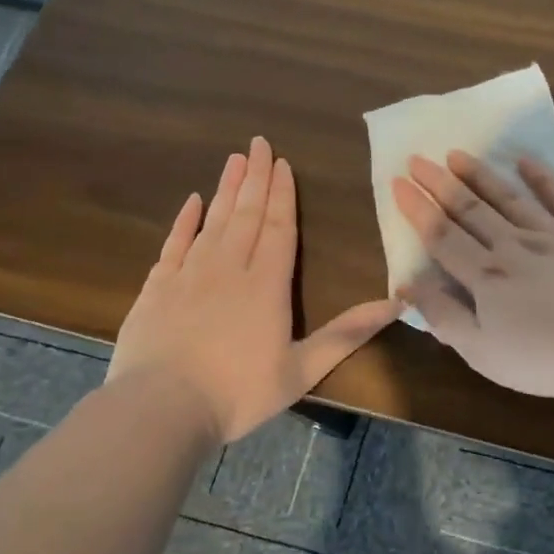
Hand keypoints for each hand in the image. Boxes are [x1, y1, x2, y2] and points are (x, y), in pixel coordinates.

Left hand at [108, 136, 398, 441]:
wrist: (159, 410)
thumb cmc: (237, 393)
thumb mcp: (302, 369)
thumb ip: (347, 334)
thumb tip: (396, 304)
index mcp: (267, 285)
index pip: (279, 227)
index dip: (283, 194)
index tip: (282, 162)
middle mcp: (229, 268)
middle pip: (247, 214)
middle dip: (256, 178)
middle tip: (259, 143)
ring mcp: (189, 274)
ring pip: (213, 221)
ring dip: (226, 189)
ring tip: (234, 159)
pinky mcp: (157, 288)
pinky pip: (174, 243)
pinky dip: (184, 220)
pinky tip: (191, 201)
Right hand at [390, 151, 553, 397]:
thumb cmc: (548, 358)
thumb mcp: (483, 352)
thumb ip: (444, 316)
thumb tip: (408, 285)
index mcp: (486, 276)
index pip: (442, 235)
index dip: (418, 209)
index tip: (399, 182)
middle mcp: (515, 245)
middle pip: (471, 209)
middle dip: (441, 183)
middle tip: (420, 158)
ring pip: (510, 198)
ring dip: (482, 175)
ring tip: (459, 154)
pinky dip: (543, 178)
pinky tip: (526, 161)